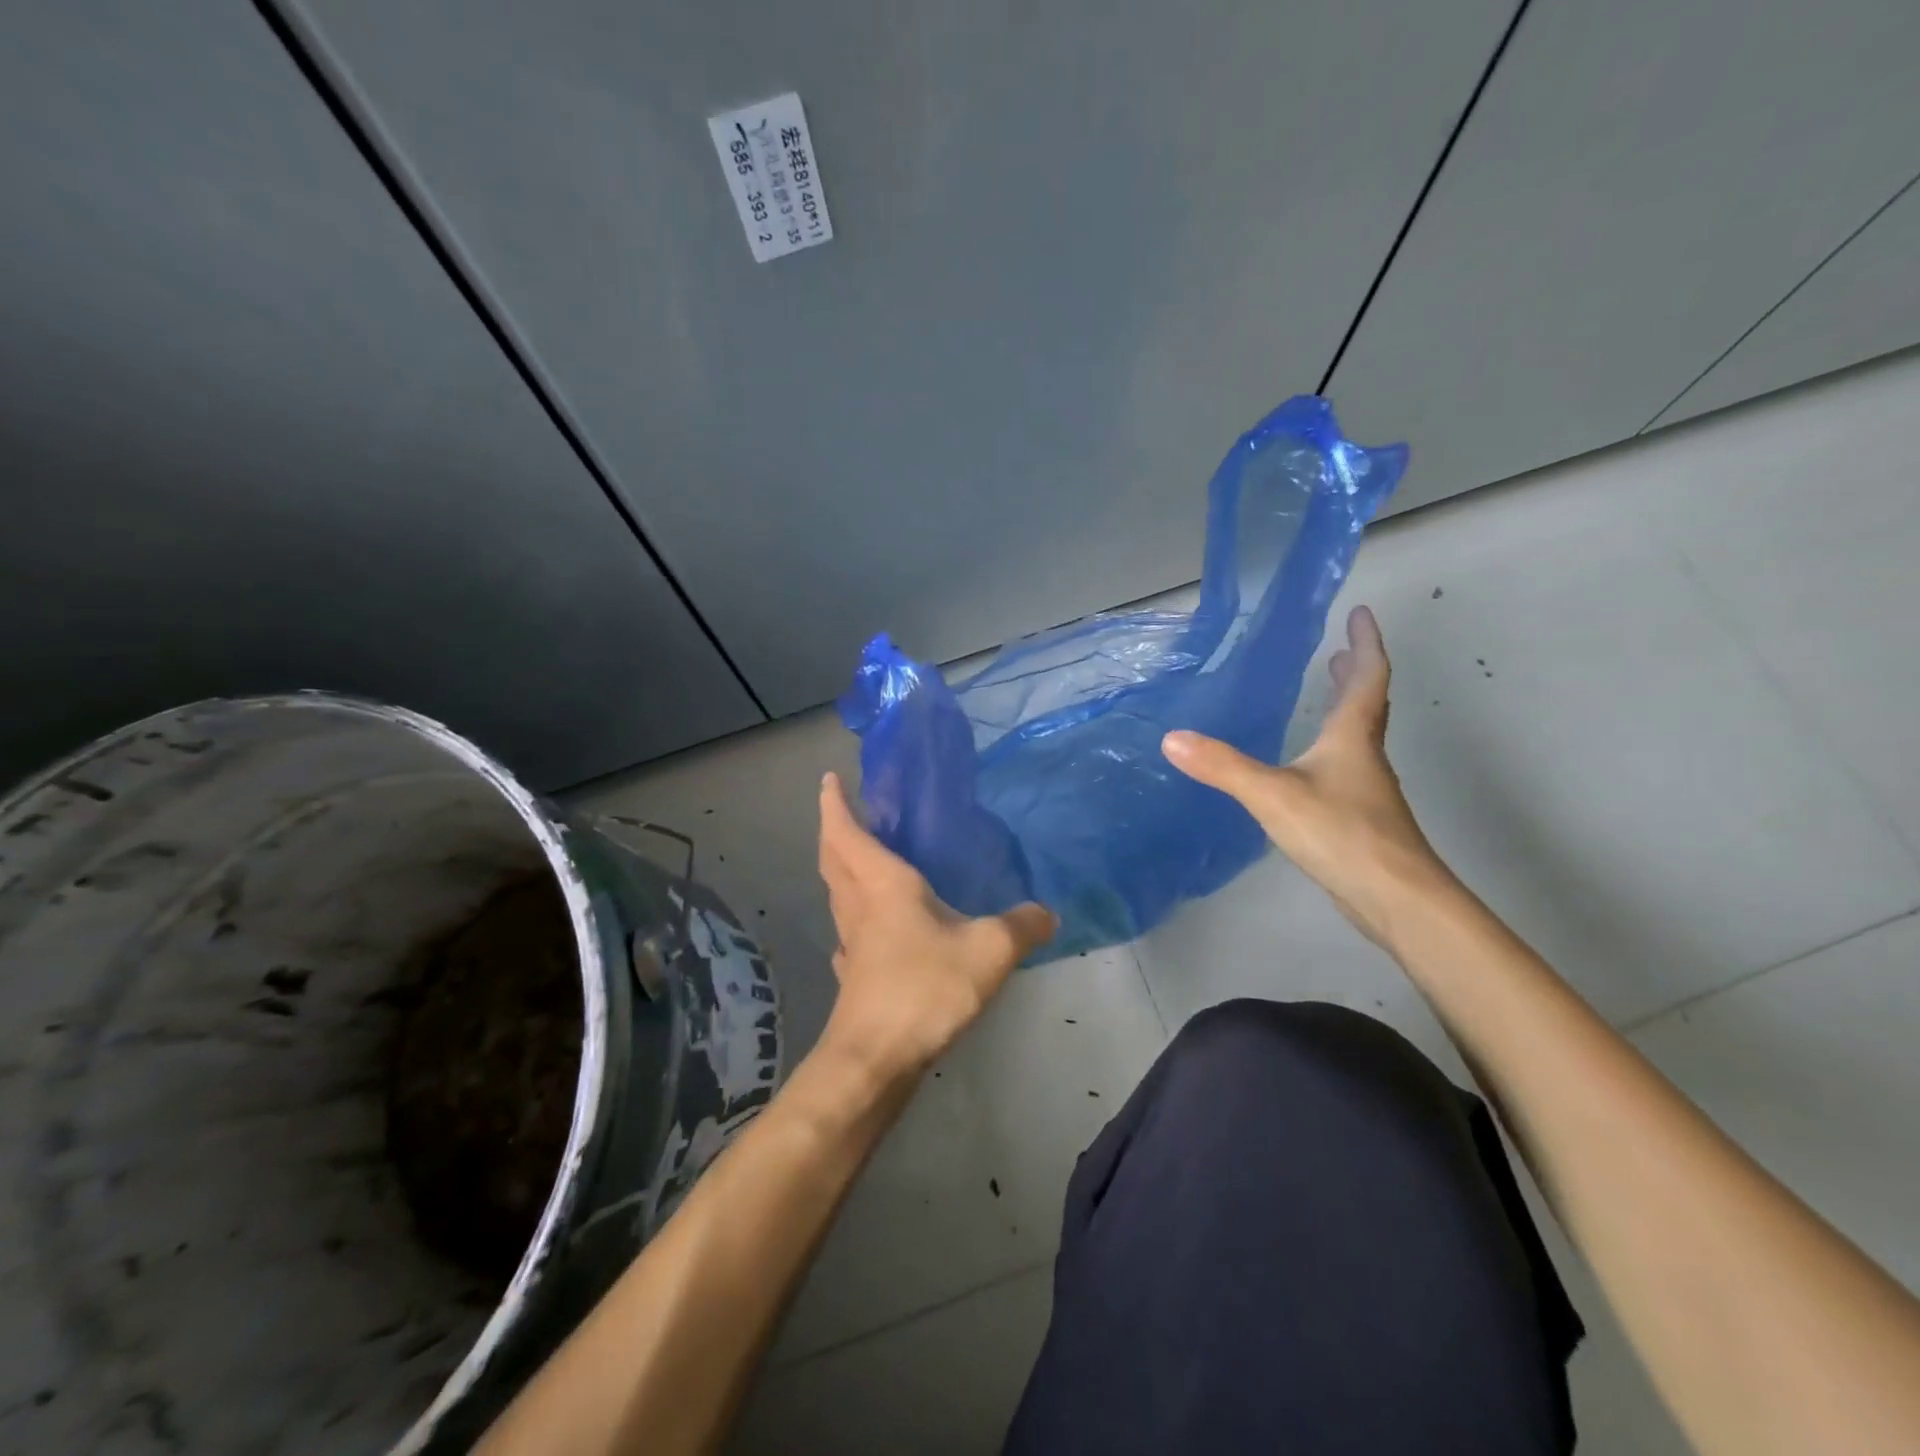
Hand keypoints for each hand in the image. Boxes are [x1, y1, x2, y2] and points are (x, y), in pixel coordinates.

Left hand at [816, 772, 1055, 1080]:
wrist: (876, 1058)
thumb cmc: (925, 987)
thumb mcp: (988, 951)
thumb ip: (1021, 926)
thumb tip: (1048, 913)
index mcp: (882, 884)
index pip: (848, 832)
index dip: (834, 803)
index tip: (828, 778)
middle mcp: (859, 905)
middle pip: (833, 858)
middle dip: (833, 829)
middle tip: (844, 811)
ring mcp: (851, 941)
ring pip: (838, 892)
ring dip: (842, 869)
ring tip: (864, 860)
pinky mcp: (854, 974)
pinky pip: (850, 929)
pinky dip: (855, 914)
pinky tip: (874, 928)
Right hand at [1161, 606, 1449, 945]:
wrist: (1395, 897)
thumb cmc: (1340, 833)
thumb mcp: (1273, 794)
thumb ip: (1222, 766)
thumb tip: (1171, 738)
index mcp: (1352, 738)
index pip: (1367, 678)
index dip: (1365, 643)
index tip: (1361, 613)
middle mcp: (1364, 756)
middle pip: (1367, 704)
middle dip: (1354, 674)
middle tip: (1340, 651)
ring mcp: (1365, 790)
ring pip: (1357, 737)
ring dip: (1345, 709)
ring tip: (1326, 694)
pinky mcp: (1360, 819)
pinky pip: (1345, 767)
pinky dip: (1331, 748)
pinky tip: (1309, 765)